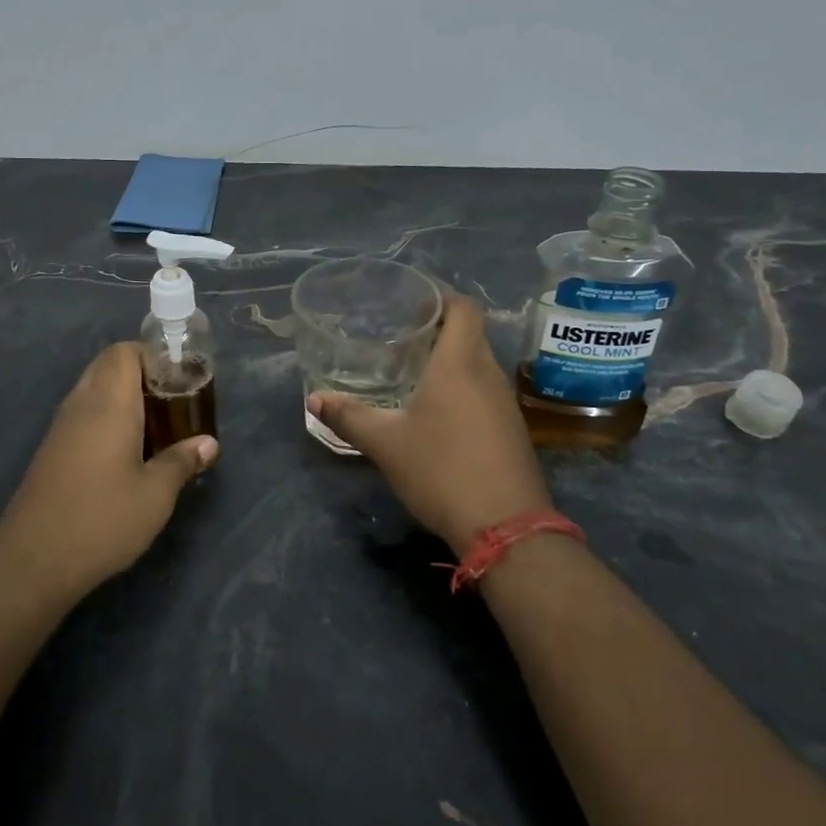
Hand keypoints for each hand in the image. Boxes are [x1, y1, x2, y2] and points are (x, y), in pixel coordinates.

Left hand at [0, 342, 216, 600]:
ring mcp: (60, 428)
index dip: (153, 357)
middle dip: (141, 374)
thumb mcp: (155, 495)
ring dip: (123, 397)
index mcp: (108, 403)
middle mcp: (81, 405)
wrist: (33, 562)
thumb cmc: (102, 520)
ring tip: (156, 427)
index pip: (124, 352)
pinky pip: (82, 415)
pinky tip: (126, 453)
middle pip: (108, 366)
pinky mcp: (51, 451)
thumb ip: (182, 462)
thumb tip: (209, 443)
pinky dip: (106, 418)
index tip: (180, 380)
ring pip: (93, 390)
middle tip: (172, 403)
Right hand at [306, 296, 552, 551]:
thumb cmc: (442, 470)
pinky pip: (485, 392)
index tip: (412, 304)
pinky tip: (437, 413)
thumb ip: (349, 417)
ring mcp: (505, 404)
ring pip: (478, 365)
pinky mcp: (512, 431)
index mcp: (460, 364)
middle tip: (401, 338)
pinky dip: (462, 388)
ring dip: (450, 361)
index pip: (463, 308)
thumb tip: (314, 400)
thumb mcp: (386, 443)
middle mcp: (488, 374)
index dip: (440, 298)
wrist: (506, 528)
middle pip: (470, 334)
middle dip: (439, 330)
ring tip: (414, 373)